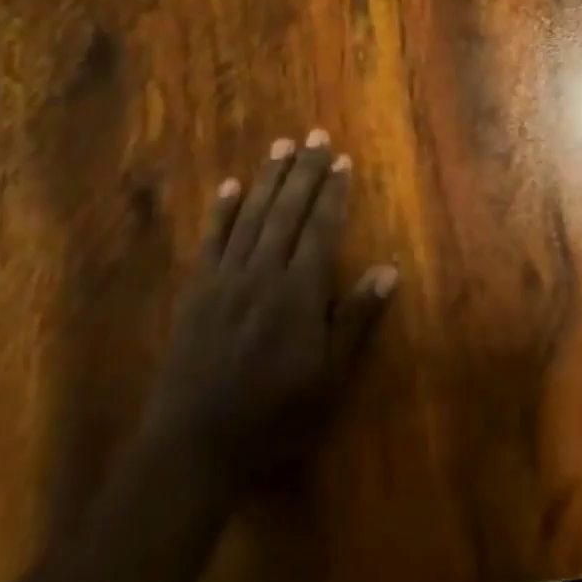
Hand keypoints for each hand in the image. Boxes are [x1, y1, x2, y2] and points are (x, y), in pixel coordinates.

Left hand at [140, 130, 397, 481]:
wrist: (193, 446)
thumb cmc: (274, 415)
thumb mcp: (330, 376)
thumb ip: (356, 319)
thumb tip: (387, 269)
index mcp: (299, 292)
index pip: (322, 228)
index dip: (334, 192)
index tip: (342, 160)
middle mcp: (263, 273)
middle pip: (288, 211)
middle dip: (304, 171)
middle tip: (316, 135)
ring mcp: (225, 279)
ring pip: (252, 216)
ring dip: (268, 178)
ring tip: (282, 146)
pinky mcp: (196, 291)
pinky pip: (211, 240)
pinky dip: (221, 210)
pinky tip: (230, 186)